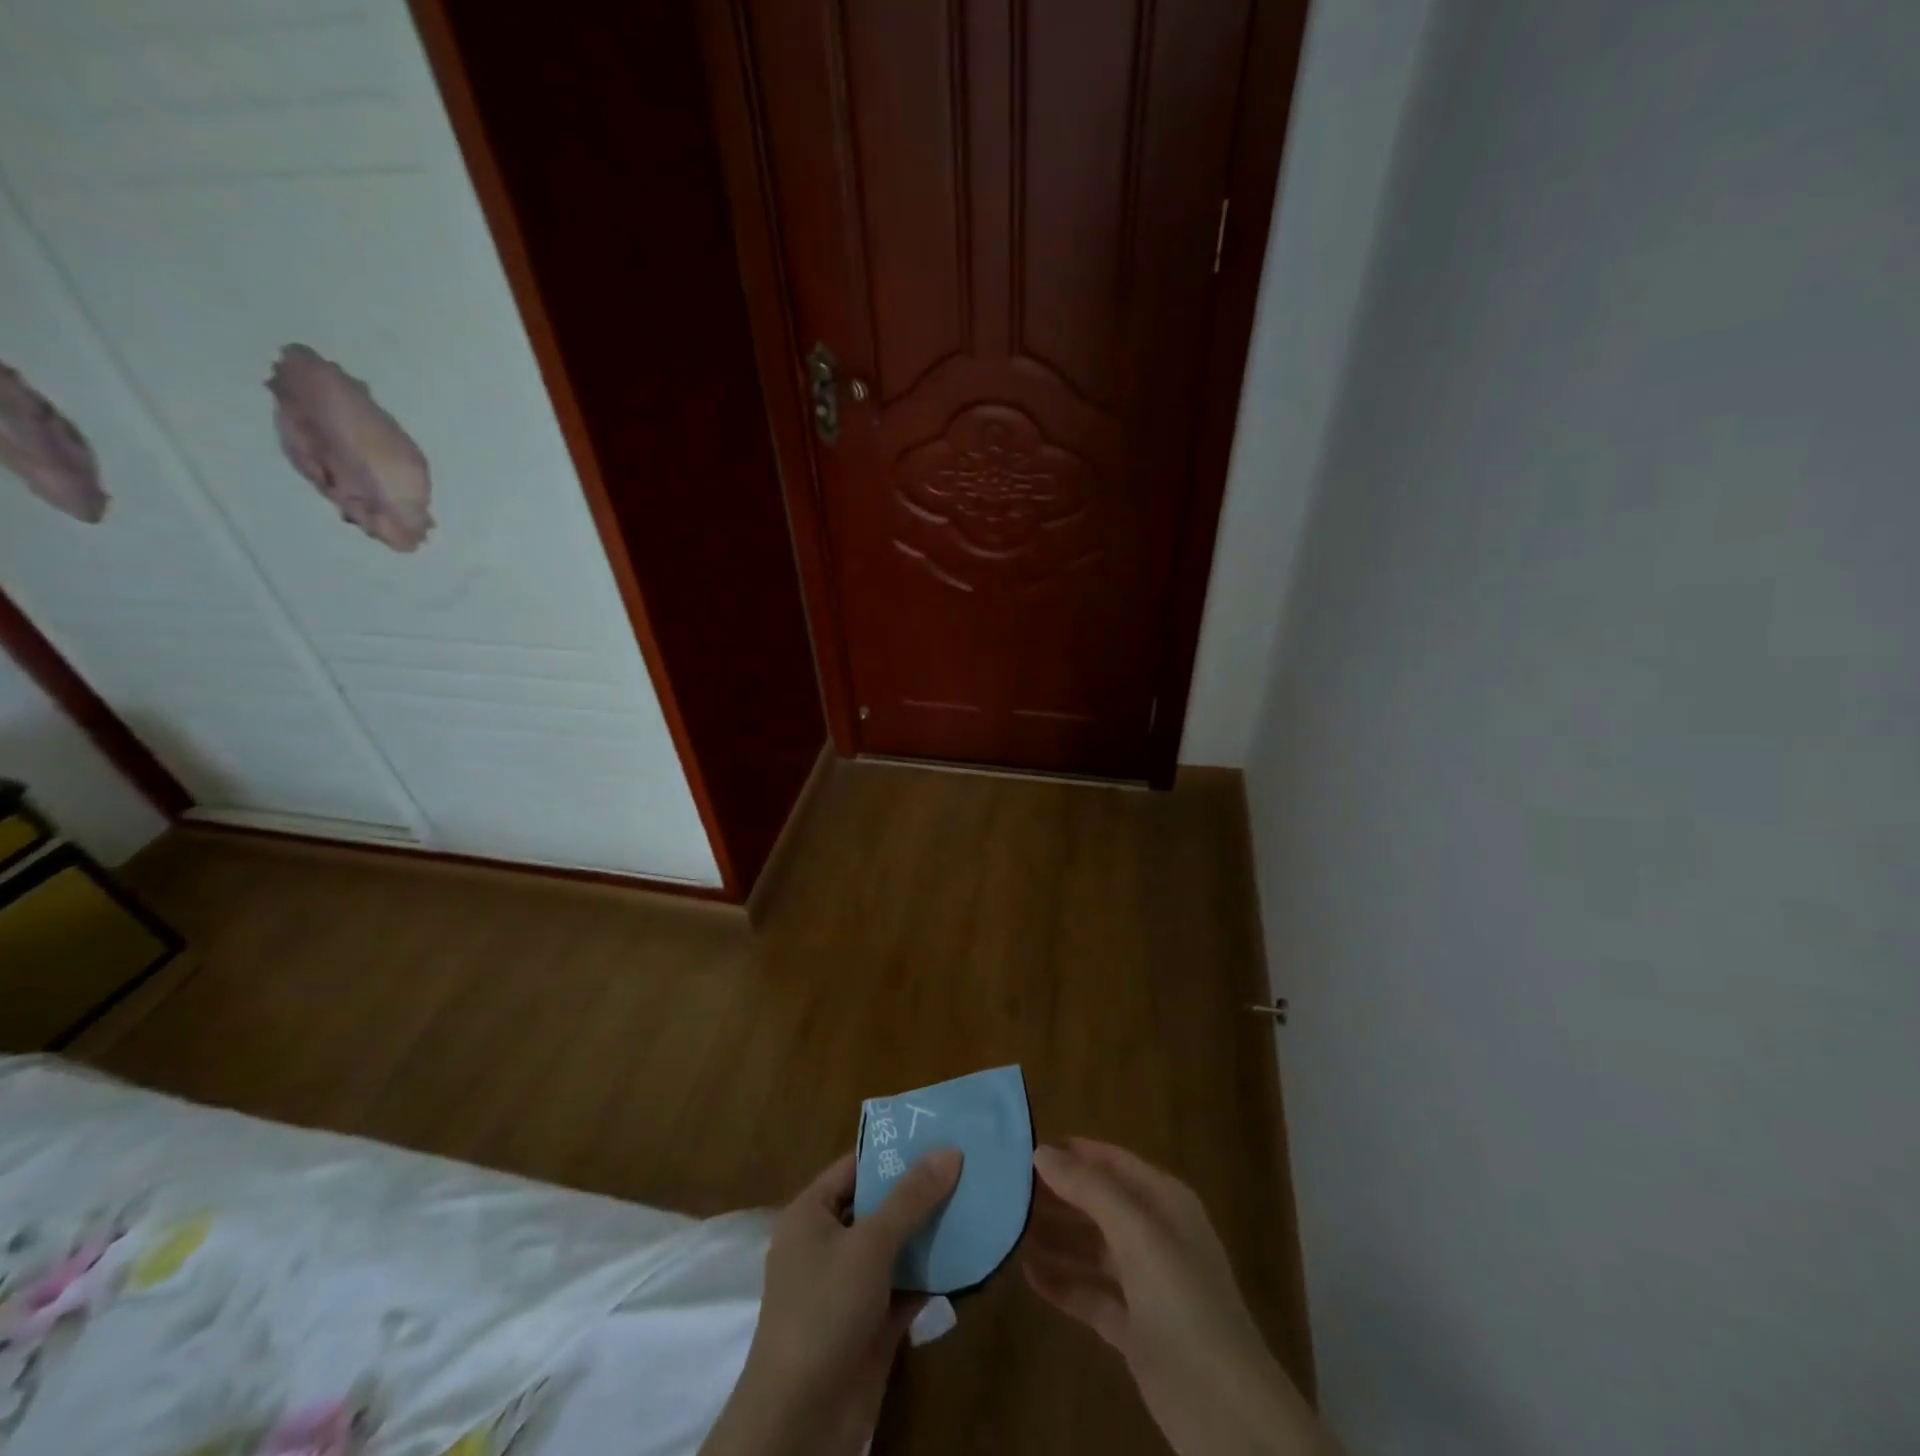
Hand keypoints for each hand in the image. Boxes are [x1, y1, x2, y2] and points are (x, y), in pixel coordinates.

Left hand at [700, 1148, 962, 1455]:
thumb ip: (911, 1197)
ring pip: (895, 1246)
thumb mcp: (869, 1244)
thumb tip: (950, 1151)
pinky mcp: (870, 1323)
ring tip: (977, 1201)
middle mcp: (827, 1244)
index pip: (855, 1166)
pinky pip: (905, 1285)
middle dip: (920, 1190)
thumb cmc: (824, 1311)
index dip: (894, 1150)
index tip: (939, 1133)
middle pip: (878, 1205)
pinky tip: (970, 1255)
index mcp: (811, 1214)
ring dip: (931, 1231)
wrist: (801, 1422)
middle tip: (967, 1165)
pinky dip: (933, 1273)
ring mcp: (848, 1286)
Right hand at [1024, 1139, 1329, 1455]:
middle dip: (1058, 1195)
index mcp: (1165, 1202)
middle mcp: (1156, 1235)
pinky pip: (1092, 1294)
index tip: (1024, 1147)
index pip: (1112, 1162)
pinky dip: (1063, 1283)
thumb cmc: (1184, 1303)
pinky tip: (1028, 1274)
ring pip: (1092, 1249)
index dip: (1073, 1152)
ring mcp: (1146, 1284)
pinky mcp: (1135, 1329)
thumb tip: (1042, 1151)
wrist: (1227, 1414)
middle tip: (1007, 1189)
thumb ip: (1089, 1189)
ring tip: (1009, 1228)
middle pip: (1099, 1203)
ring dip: (1056, 1238)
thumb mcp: (1137, 1234)